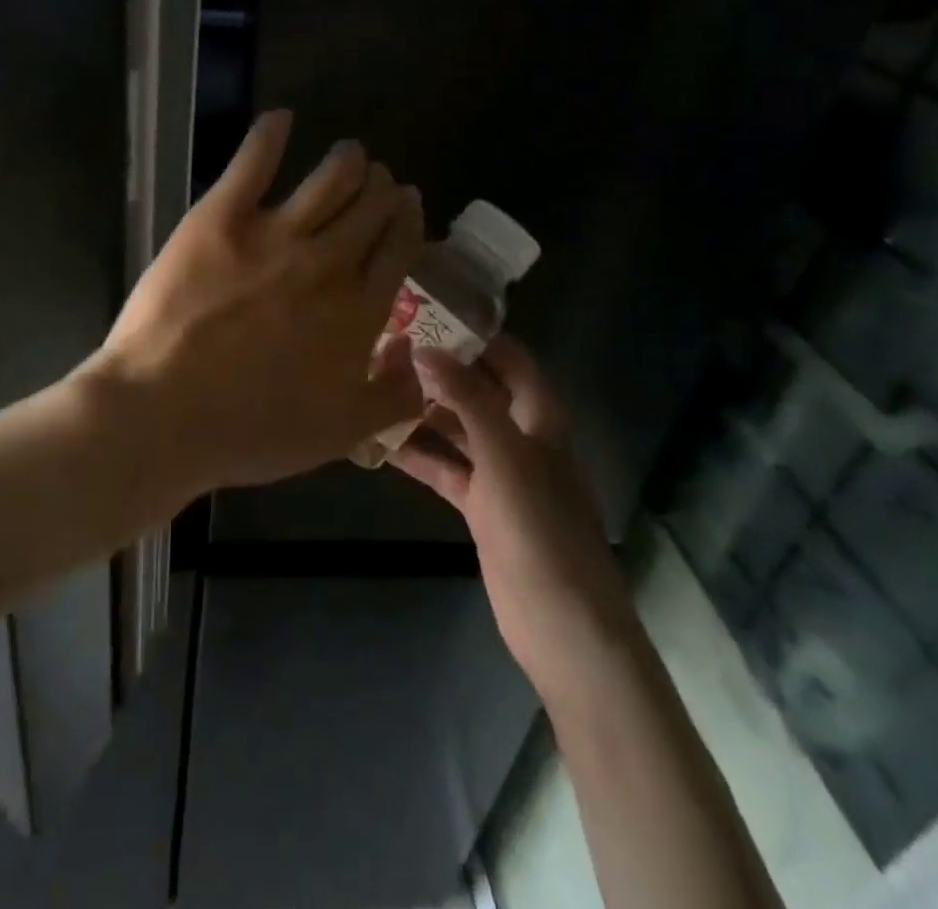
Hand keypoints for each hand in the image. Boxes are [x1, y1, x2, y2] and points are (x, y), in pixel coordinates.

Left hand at [90, 110, 425, 491]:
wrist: (164, 413)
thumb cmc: (250, 430)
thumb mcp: (340, 434)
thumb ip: (393, 397)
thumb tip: (419, 358)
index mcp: (358, 310)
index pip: (398, 249)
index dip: (408, 222)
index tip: (409, 207)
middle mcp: (326, 261)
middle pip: (370, 207)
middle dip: (383, 188)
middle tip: (380, 181)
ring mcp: (273, 233)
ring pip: (329, 179)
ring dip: (348, 160)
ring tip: (351, 153)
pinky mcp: (220, 217)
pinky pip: (253, 162)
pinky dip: (270, 134)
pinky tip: (280, 118)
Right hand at [390, 337, 635, 703]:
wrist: (563, 625)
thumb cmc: (541, 530)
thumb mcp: (506, 456)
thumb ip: (468, 400)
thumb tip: (426, 349)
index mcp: (540, 418)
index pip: (511, 359)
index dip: (477, 335)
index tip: (430, 312)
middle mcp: (521, 437)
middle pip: (478, 391)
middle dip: (440, 370)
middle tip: (388, 347)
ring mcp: (499, 474)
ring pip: (457, 429)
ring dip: (423, 411)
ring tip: (375, 386)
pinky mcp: (480, 506)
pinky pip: (444, 468)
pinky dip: (417, 454)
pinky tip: (380, 442)